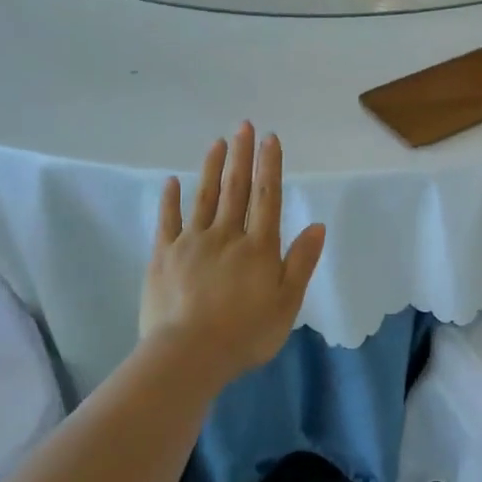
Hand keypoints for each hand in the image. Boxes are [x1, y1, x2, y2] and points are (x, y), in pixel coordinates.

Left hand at [140, 124, 326, 385]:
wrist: (188, 356)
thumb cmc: (245, 333)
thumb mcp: (286, 303)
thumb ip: (301, 262)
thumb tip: (317, 225)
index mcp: (258, 247)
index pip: (266, 197)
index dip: (269, 166)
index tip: (270, 138)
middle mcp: (226, 235)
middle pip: (235, 188)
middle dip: (241, 155)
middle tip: (244, 126)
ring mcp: (191, 243)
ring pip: (204, 197)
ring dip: (212, 168)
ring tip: (217, 143)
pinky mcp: (163, 257)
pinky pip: (167, 222)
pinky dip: (171, 200)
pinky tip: (172, 182)